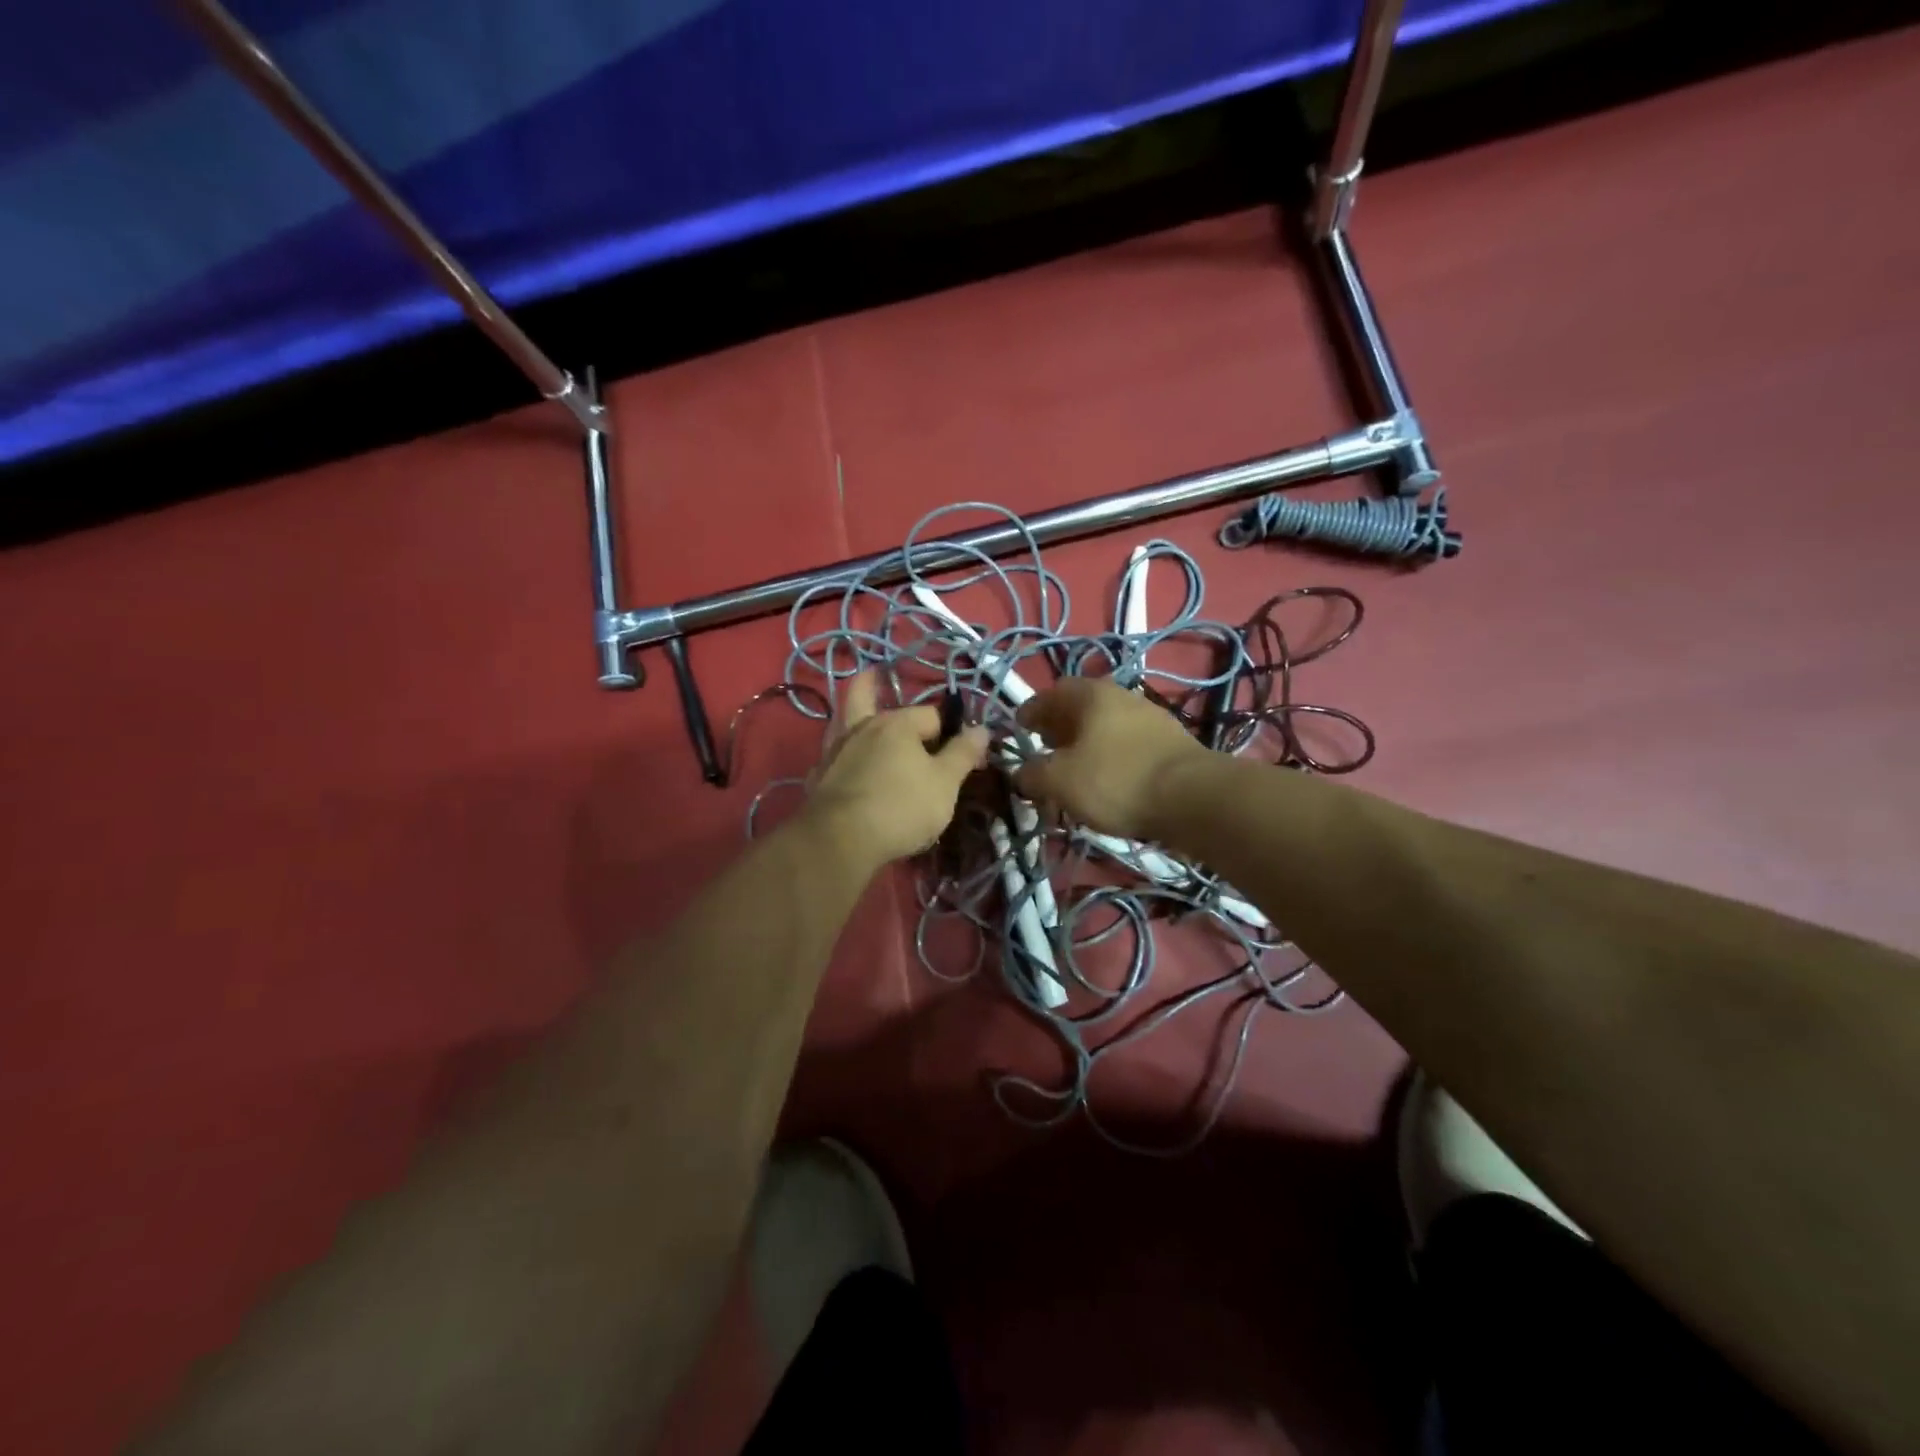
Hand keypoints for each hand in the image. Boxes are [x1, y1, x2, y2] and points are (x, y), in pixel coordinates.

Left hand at [808, 673, 990, 865]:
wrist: (840, 840)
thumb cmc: (901, 806)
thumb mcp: (945, 783)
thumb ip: (963, 753)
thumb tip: (981, 728)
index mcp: (896, 723)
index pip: (931, 715)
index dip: (951, 732)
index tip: (963, 755)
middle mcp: (862, 728)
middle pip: (865, 696)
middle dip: (872, 685)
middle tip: (875, 675)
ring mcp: (835, 752)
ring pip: (843, 723)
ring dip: (852, 718)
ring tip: (860, 720)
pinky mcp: (818, 778)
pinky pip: (833, 758)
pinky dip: (842, 756)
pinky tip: (846, 766)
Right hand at [1013, 677, 1208, 839]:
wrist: (1193, 798)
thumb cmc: (1116, 780)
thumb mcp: (1060, 781)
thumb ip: (1032, 774)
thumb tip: (1022, 774)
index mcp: (1091, 694)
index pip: (1050, 694)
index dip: (1030, 711)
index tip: (1019, 728)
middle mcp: (1121, 696)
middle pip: (1080, 708)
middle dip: (1058, 728)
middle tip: (1044, 749)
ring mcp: (1151, 718)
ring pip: (1105, 727)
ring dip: (1085, 744)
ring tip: (1074, 771)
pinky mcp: (1170, 744)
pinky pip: (1127, 745)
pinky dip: (1110, 758)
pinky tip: (1107, 782)